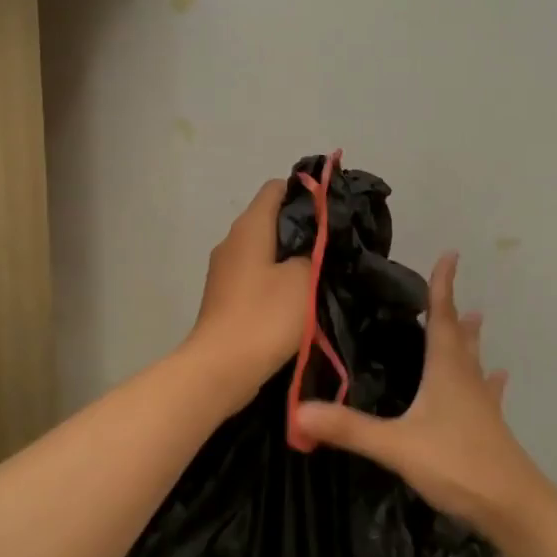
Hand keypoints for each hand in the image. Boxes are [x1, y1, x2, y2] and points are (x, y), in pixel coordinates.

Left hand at [185, 179, 313, 398]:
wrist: (221, 369)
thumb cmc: (265, 317)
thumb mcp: (304, 279)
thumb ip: (315, 251)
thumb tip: (316, 242)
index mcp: (249, 227)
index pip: (276, 188)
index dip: (306, 192)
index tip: (332, 210)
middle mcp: (232, 241)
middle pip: (270, 219)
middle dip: (302, 227)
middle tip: (335, 244)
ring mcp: (224, 270)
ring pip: (263, 250)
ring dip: (289, 257)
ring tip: (321, 271)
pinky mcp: (224, 296)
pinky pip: (255, 275)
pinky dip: (275, 279)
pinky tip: (297, 297)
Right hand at [293, 252, 545, 533]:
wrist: (513, 507)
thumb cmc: (457, 464)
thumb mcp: (396, 446)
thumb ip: (349, 428)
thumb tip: (298, 410)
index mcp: (446, 371)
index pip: (442, 318)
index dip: (443, 287)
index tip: (450, 255)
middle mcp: (466, 379)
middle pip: (459, 337)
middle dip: (452, 311)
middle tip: (450, 290)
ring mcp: (482, 404)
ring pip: (474, 362)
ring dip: (471, 340)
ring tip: (476, 320)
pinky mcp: (490, 428)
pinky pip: (487, 394)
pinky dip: (488, 381)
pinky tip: (497, 379)